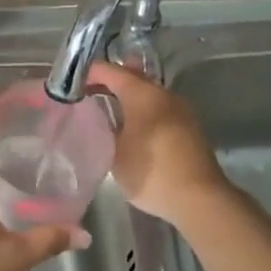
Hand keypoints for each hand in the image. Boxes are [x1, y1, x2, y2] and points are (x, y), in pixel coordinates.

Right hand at [86, 63, 230, 227]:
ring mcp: (181, 109)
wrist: (200, 199)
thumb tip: (99, 117)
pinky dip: (142, 110)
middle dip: (110, 81)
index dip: (90, 73)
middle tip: (87, 91)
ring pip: (149, 93)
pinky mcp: (189, 127)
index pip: (111, 71)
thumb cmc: (152, 172)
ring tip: (107, 108)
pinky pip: (159, 108)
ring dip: (128, 97)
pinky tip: (132, 126)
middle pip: (133, 77)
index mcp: (143, 94)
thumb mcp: (115, 153)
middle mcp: (164, 94)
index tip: (71, 84)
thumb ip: (104, 129)